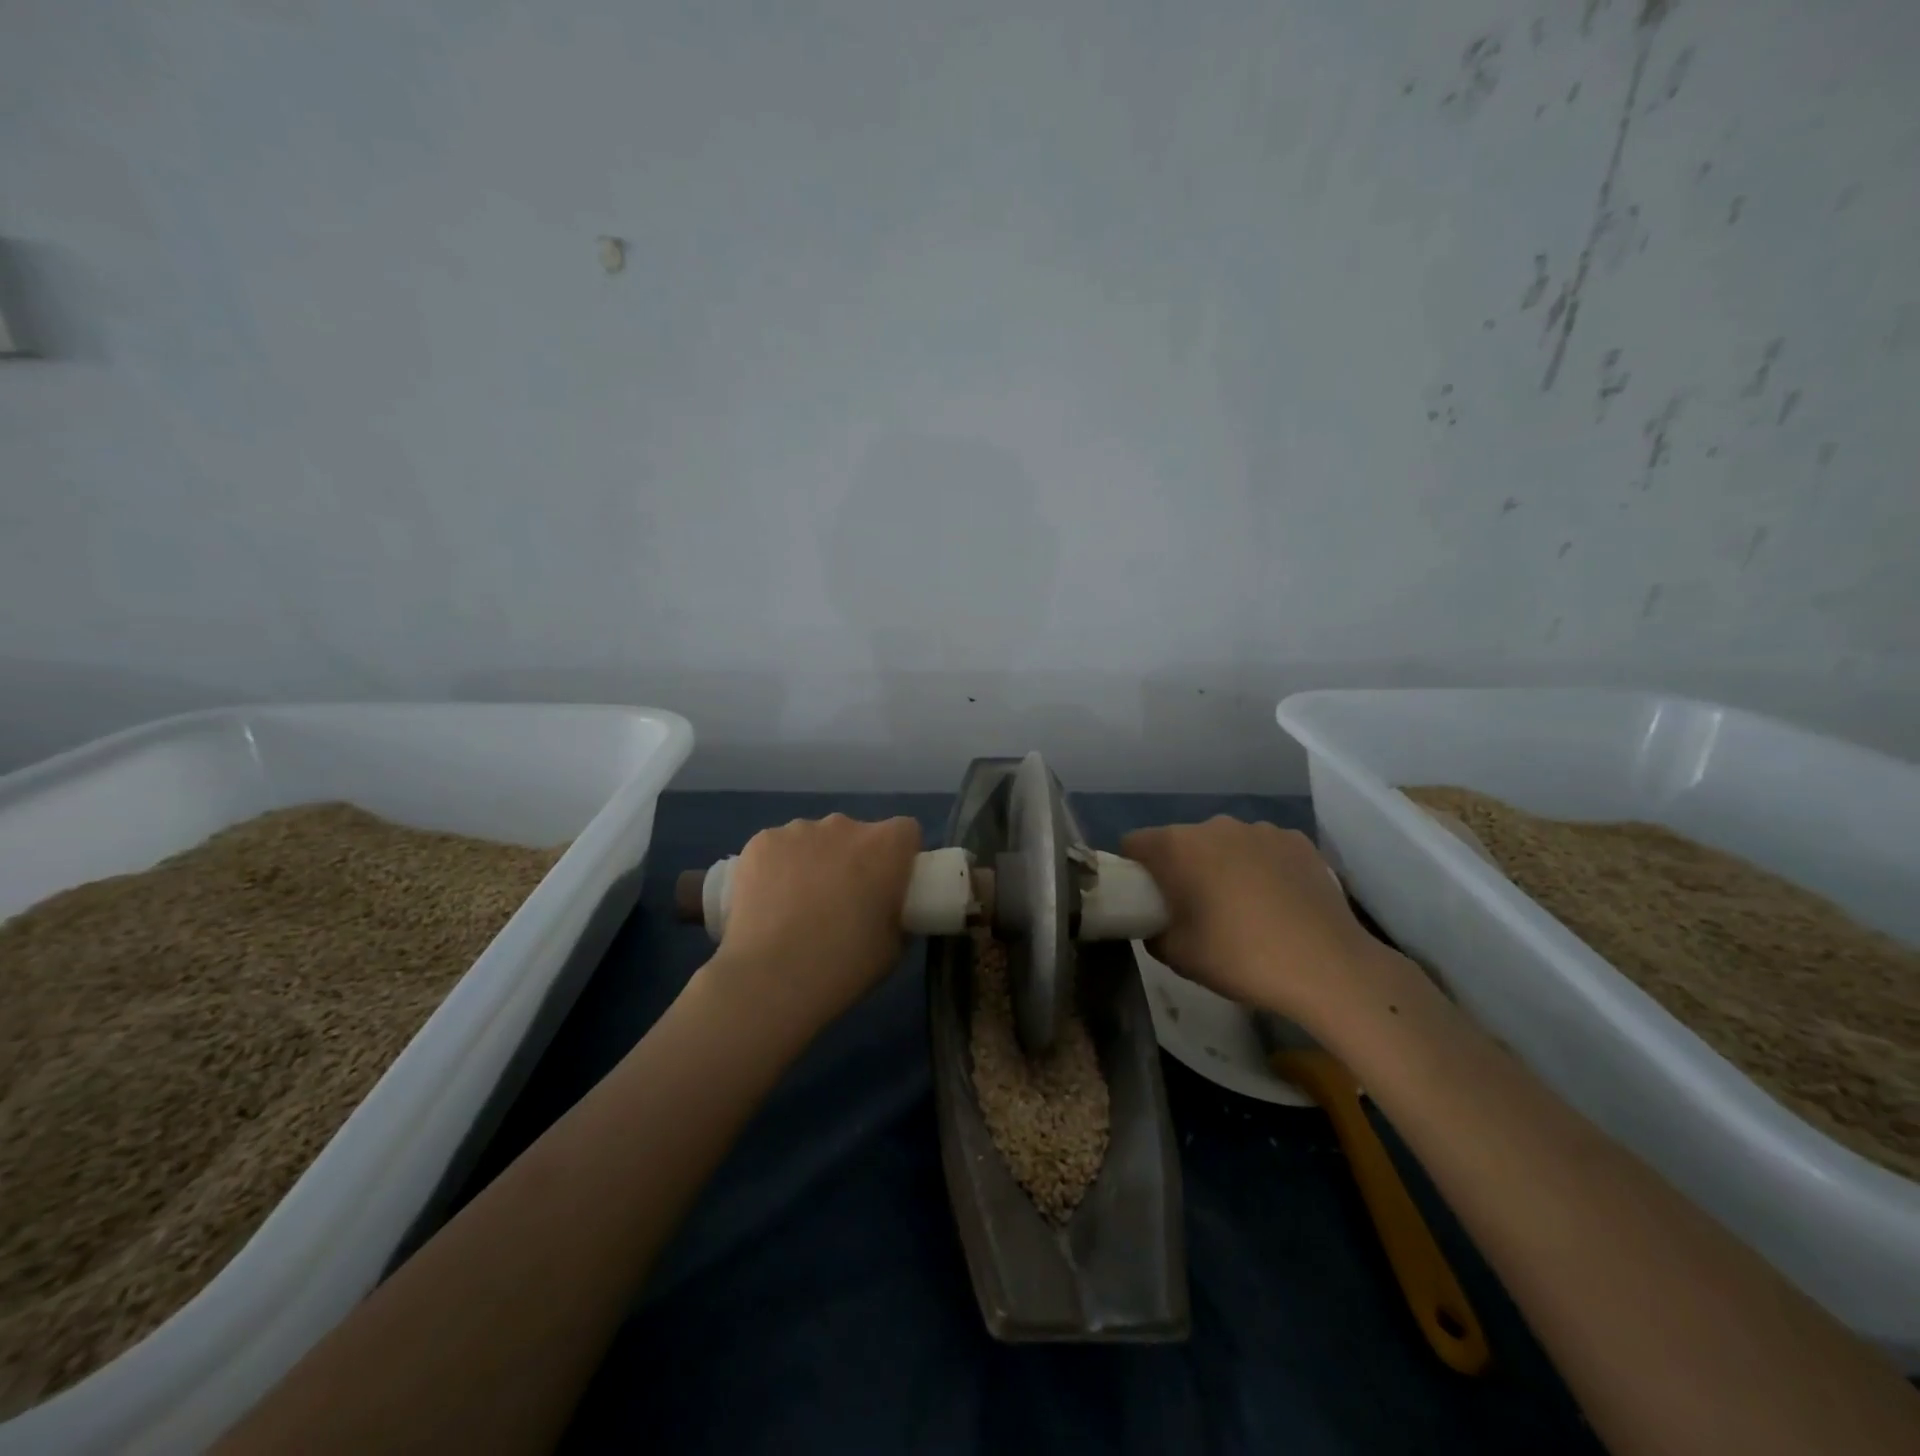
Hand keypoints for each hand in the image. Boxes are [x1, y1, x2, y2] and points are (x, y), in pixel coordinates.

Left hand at [711, 814, 921, 1033]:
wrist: (770, 978)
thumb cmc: (843, 965)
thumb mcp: (893, 947)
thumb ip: (895, 913)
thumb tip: (886, 908)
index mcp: (885, 846)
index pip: (904, 832)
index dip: (898, 857)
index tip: (887, 885)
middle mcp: (844, 826)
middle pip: (855, 834)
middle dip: (852, 859)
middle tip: (840, 902)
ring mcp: (798, 830)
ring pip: (814, 839)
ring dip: (813, 861)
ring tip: (796, 906)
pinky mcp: (761, 841)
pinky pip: (778, 848)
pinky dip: (776, 867)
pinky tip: (767, 902)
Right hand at [1121, 817, 1381, 1024]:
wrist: (1328, 968)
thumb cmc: (1240, 958)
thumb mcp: (1176, 956)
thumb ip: (1153, 931)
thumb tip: (1157, 922)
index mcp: (1178, 846)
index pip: (1134, 843)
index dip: (1132, 869)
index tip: (1145, 898)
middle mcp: (1215, 825)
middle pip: (1181, 842)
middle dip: (1180, 868)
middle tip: (1194, 909)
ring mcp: (1261, 829)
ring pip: (1225, 843)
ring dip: (1222, 865)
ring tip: (1243, 908)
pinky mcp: (1298, 841)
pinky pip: (1263, 849)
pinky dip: (1262, 868)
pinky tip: (1278, 902)